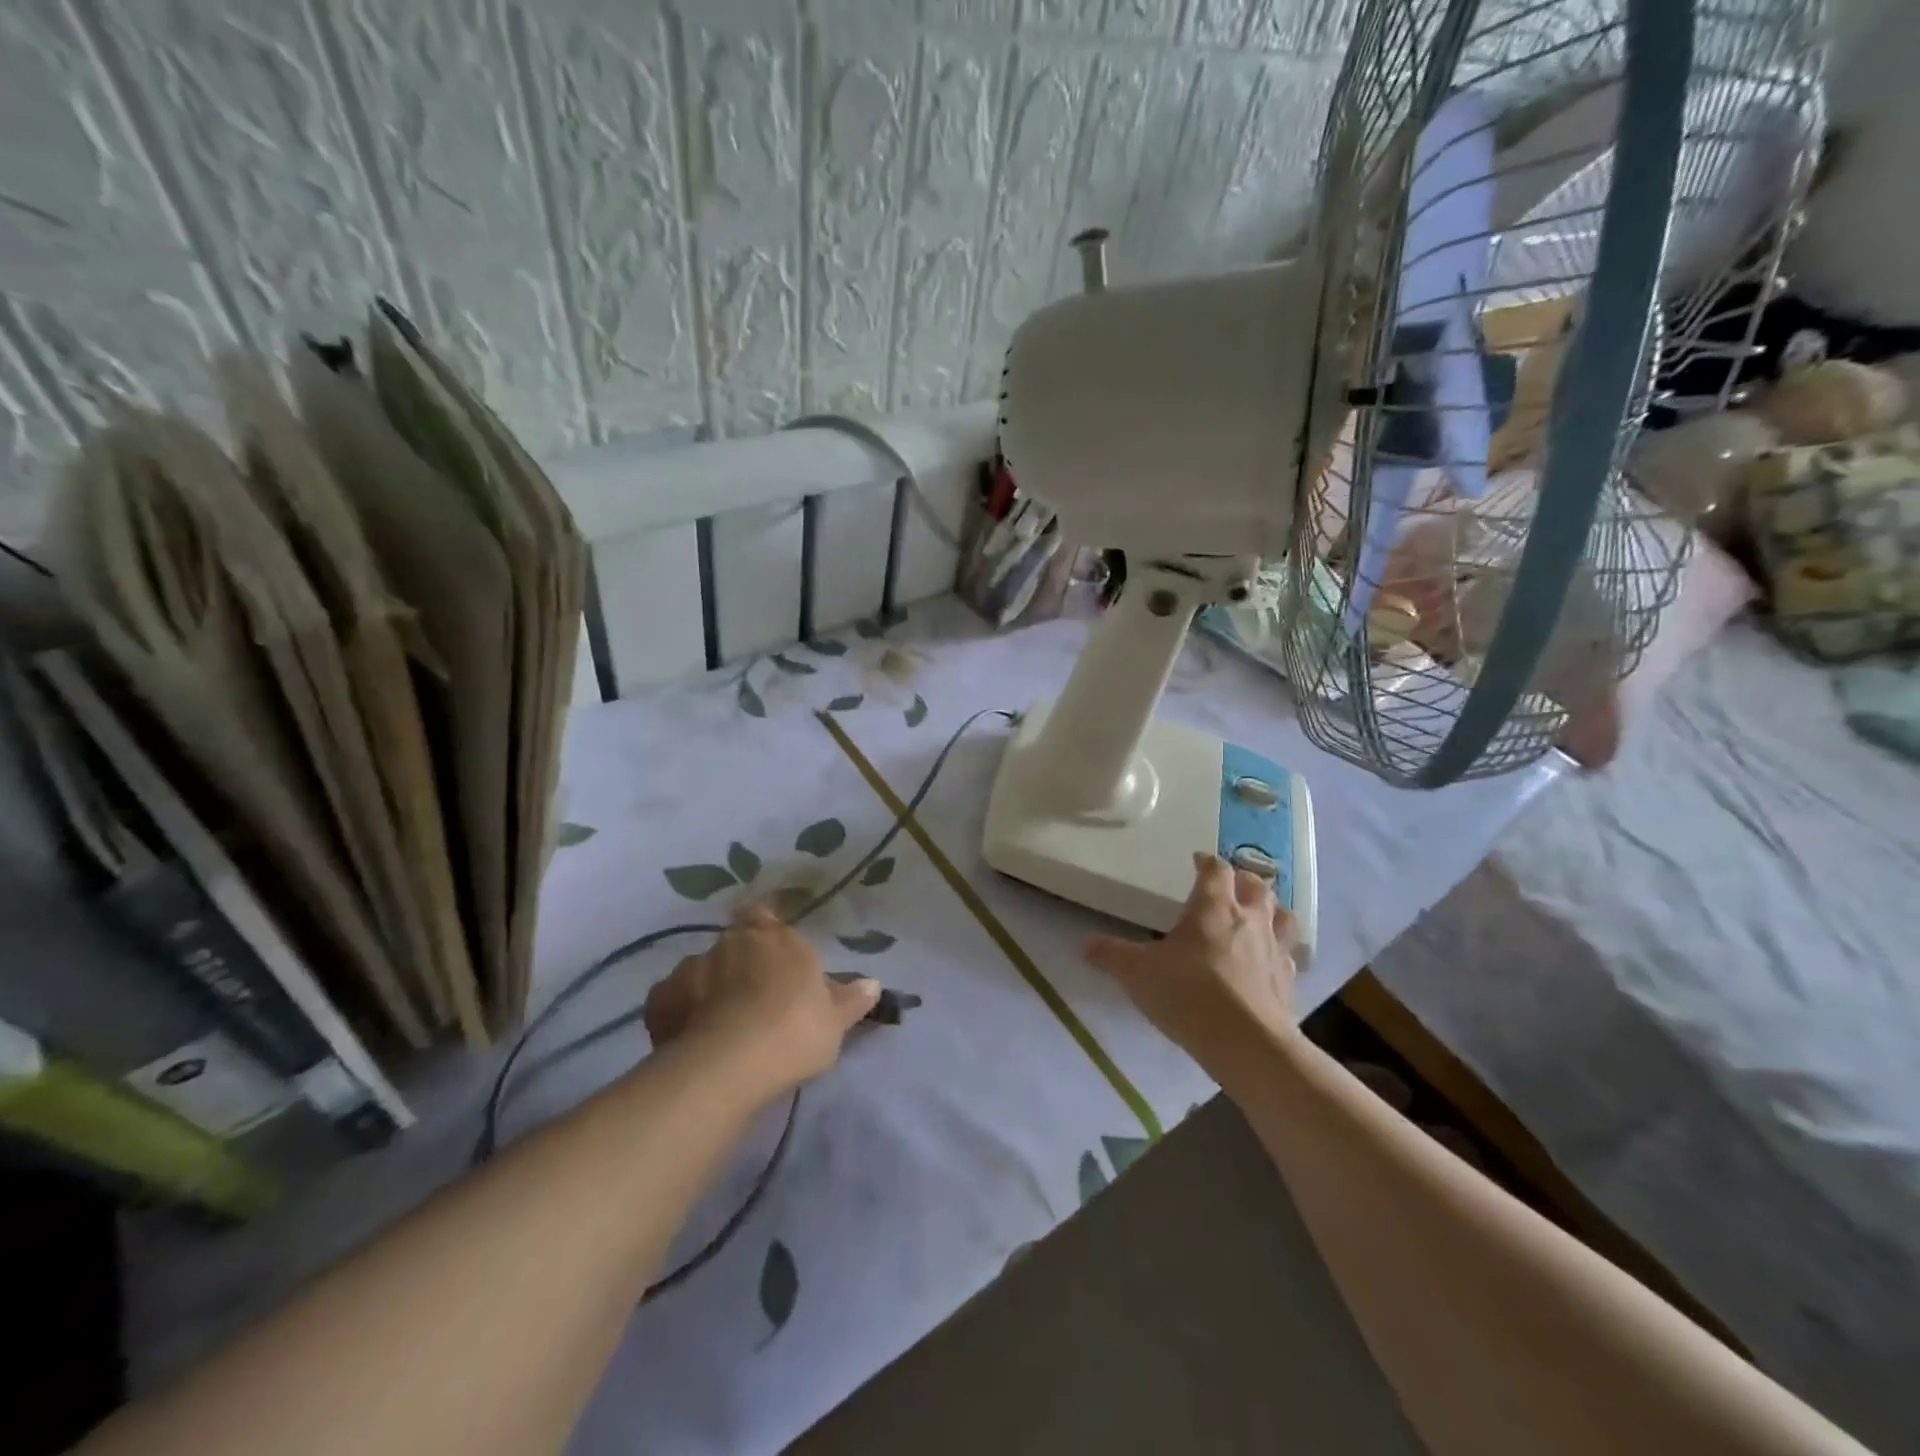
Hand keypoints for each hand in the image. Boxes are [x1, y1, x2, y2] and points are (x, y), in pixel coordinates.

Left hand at [644, 905, 879, 1097]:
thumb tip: (873, 983)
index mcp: (775, 939)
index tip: (771, 952)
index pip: (764, 915)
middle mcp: (732, 942)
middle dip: (739, 963)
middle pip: (733, 943)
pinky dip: (680, 1012)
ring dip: (709, 988)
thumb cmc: (793, 1033)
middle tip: (750, 997)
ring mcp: (692, 967)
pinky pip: (672, 999)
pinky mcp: (661, 998)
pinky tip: (690, 1038)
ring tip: (718, 1024)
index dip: (765, 929)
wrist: (728, 1065)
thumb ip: (851, 1000)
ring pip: (701, 971)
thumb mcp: (834, 1022)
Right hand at [1085, 853, 1297, 1081]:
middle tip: (1230, 885)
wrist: (1247, 1044)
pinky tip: (1268, 961)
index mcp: (1213, 906)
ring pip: (1281, 914)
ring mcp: (1275, 949)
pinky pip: (1289, 954)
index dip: (1206, 862)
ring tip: (1258, 915)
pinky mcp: (1289, 982)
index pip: (1215, 869)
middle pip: (1256, 885)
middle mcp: (1249, 919)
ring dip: (1271, 909)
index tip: (1197, 861)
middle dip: (1243, 880)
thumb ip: (1111, 955)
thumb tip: (1085, 944)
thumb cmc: (1188, 994)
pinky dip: (1280, 950)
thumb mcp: (1137, 973)